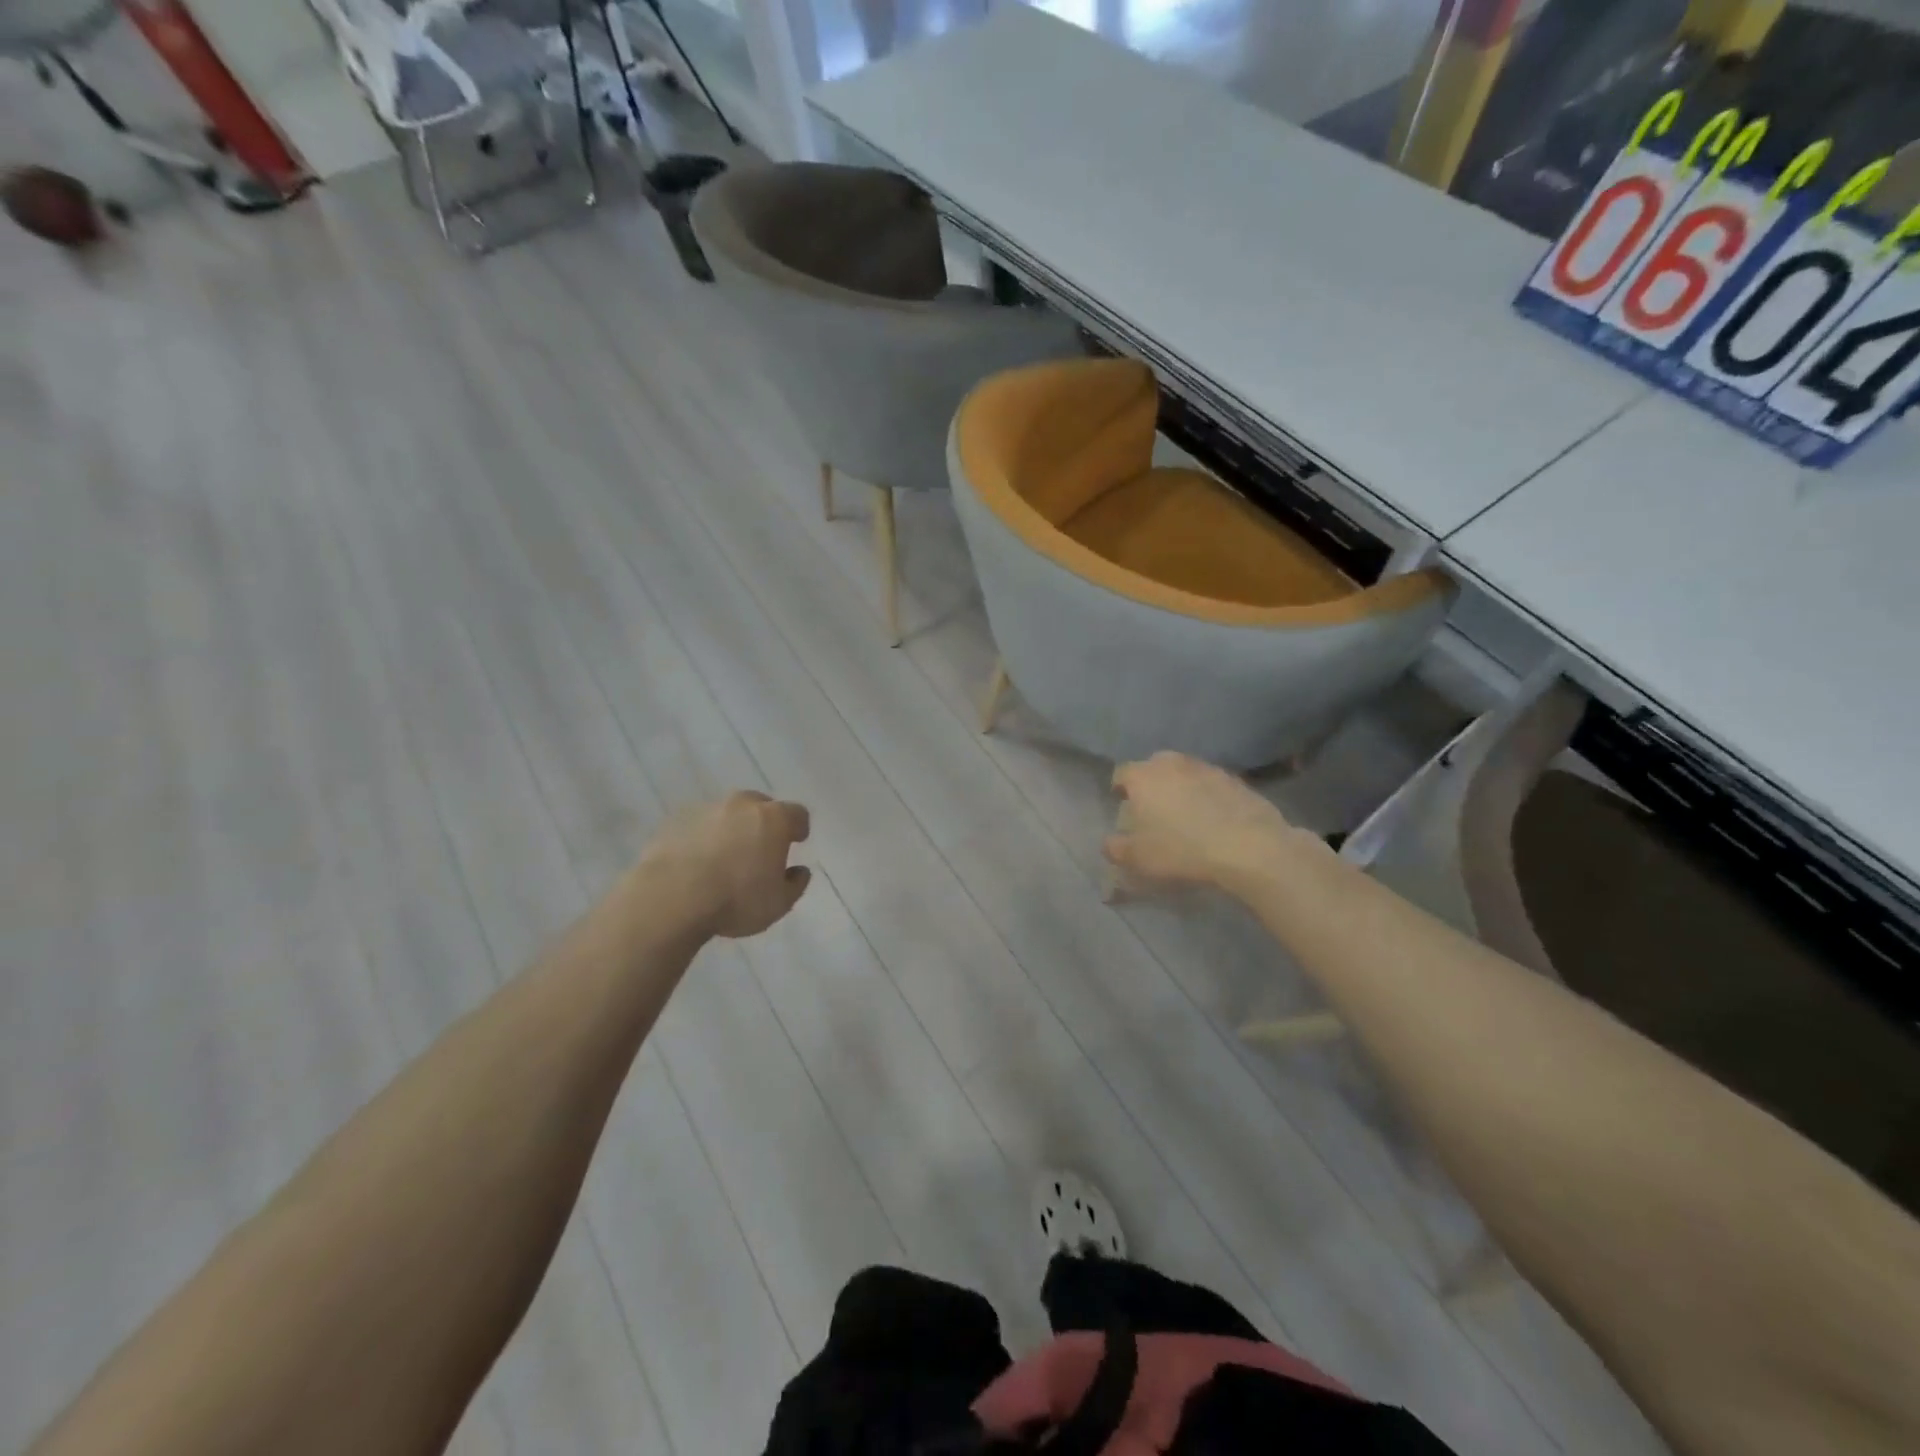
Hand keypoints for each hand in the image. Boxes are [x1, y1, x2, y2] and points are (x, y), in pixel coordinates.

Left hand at [640, 791, 812, 938]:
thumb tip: (799, 871)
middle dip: (765, 823)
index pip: (797, 814)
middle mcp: (742, 805)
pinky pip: (699, 825)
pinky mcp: (675, 820)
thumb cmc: (735, 900)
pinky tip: (697, 862)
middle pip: (761, 806)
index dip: (799, 828)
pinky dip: (703, 837)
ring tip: (725, 857)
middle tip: (761, 848)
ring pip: (728, 814)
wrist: (669, 898)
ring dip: (732, 829)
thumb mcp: (779, 904)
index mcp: (774, 819)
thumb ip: (795, 884)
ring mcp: (706, 809)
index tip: (796, 842)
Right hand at [1106, 753, 1298, 894]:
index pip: (1121, 774)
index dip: (1120, 790)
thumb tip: (1110, 843)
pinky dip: (1208, 797)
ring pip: (1184, 774)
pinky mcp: (1236, 779)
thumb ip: (1115, 848)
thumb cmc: (1181, 850)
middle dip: (1151, 785)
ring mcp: (1206, 768)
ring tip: (1186, 816)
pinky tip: (1214, 820)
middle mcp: (1172, 763)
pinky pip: (1212, 785)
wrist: (1248, 847)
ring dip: (1181, 789)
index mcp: (1143, 776)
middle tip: (1154, 811)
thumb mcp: (1138, 859)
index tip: (1123, 807)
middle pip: (1154, 768)